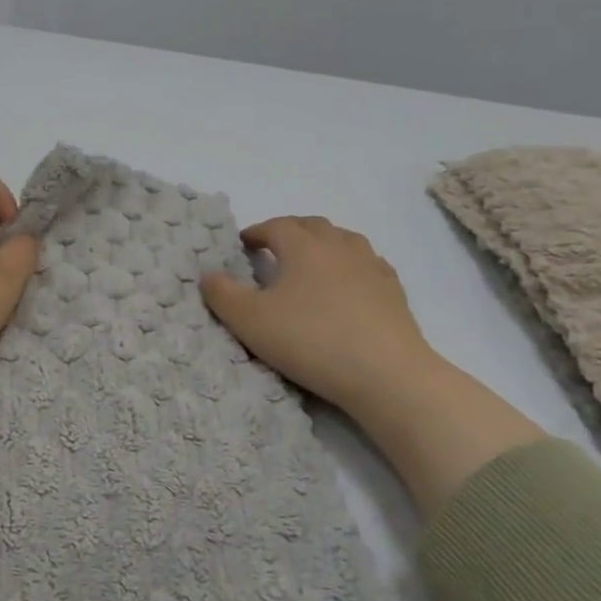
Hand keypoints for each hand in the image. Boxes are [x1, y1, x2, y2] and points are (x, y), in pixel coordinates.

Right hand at [200, 216, 432, 416]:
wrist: (385, 373)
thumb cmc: (310, 340)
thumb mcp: (250, 321)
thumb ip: (223, 294)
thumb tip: (208, 274)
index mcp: (302, 246)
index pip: (275, 227)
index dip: (256, 232)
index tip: (243, 244)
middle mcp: (338, 246)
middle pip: (311, 226)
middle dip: (289, 232)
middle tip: (273, 249)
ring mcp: (371, 266)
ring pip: (343, 240)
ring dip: (323, 244)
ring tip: (311, 262)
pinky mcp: (393, 290)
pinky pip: (368, 264)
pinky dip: (351, 266)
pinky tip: (348, 284)